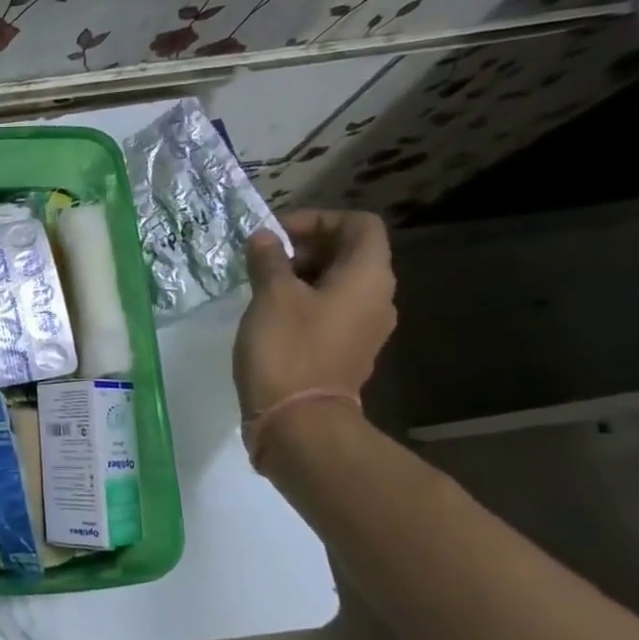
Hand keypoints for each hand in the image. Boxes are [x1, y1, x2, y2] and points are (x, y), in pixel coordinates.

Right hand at [234, 209, 396, 417]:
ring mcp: (364, 328)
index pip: (360, 225)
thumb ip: (268, 260)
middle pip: (350, 253)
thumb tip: (264, 239)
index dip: (319, 219)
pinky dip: (304, 302)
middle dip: (306, 247)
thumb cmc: (288, 348)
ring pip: (338, 283)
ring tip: (261, 284)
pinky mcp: (346, 351)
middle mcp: (377, 298)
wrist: (298, 420)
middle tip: (264, 258)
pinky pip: (330, 311)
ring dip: (301, 275)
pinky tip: (270, 314)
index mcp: (368, 277)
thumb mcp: (271, 295)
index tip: (277, 233)